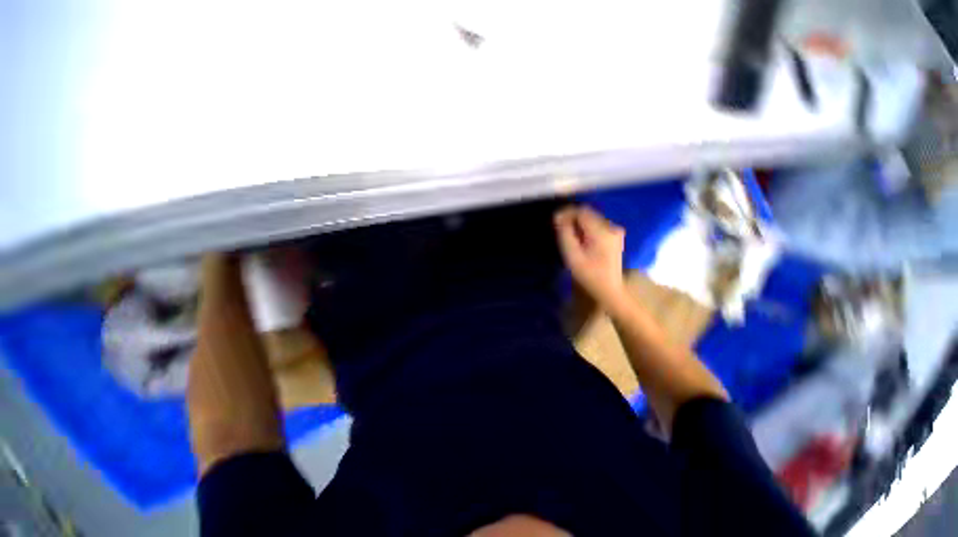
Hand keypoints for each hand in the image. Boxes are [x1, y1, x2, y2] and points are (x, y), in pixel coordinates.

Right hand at [554, 206, 626, 307]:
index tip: (555, 221)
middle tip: (560, 230)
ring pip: (592, 219)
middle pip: (588, 214)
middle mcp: (612, 227)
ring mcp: (615, 231)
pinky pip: (597, 225)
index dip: (567, 213)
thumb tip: (558, 216)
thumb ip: (565, 233)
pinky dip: (586, 229)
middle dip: (572, 218)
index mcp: (602, 232)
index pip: (582, 211)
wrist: (609, 289)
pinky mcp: (615, 236)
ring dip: (579, 224)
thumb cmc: (588, 274)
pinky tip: (580, 240)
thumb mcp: (572, 255)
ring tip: (569, 237)